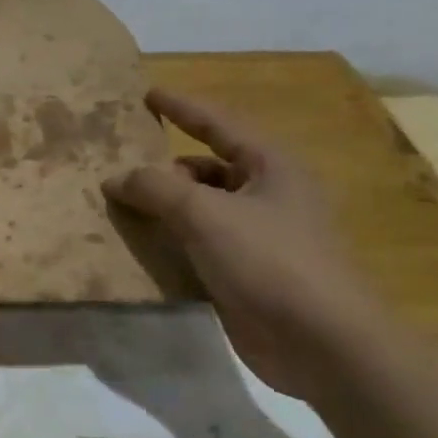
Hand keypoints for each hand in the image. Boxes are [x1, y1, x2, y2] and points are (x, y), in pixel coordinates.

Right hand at [103, 90, 383, 399]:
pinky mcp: (245, 273)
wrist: (321, 344)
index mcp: (270, 166)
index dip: (181, 107)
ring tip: (119, 207)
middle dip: (163, 168)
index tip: (147, 94)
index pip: (218, 123)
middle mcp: (267, 194)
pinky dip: (171, 241)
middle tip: (118, 167)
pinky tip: (139, 246)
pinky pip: (199, 245)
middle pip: (206, 168)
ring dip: (164, 207)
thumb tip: (116, 178)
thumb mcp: (206, 214)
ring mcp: (258, 236)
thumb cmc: (270, 261)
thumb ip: (156, 189)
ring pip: (200, 209)